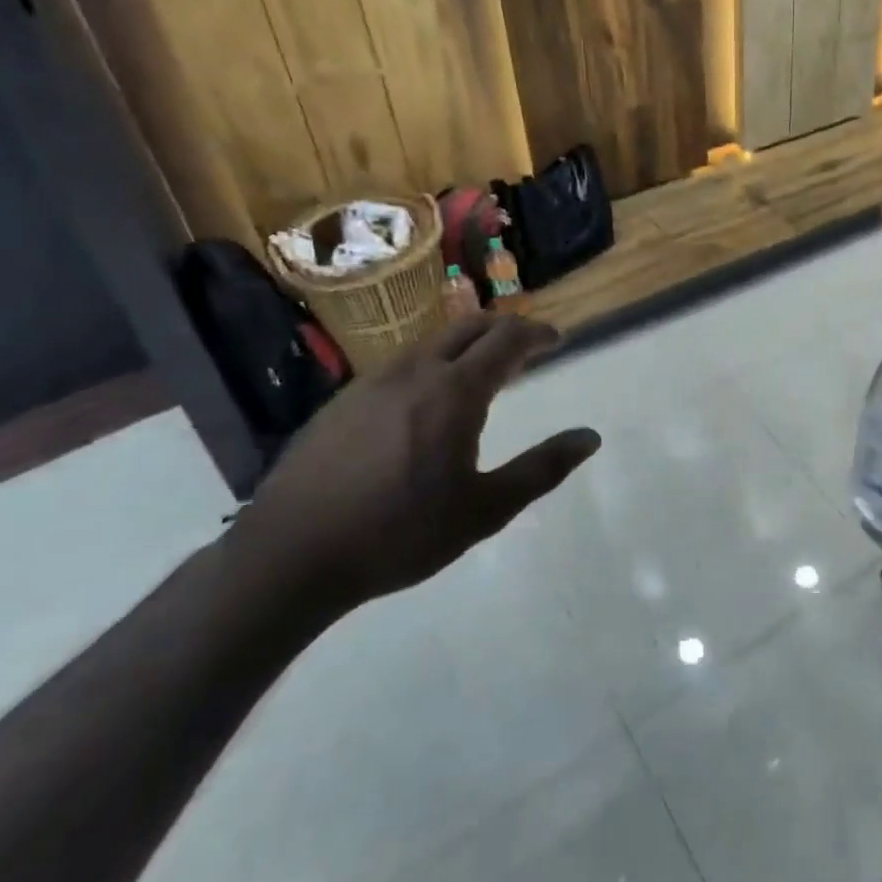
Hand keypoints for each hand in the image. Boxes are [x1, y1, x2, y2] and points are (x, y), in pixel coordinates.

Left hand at [226, 314, 599, 614]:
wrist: (290, 555)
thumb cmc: (400, 533)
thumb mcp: (484, 510)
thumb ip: (542, 469)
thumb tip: (590, 437)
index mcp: (454, 391)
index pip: (506, 339)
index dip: (536, 334)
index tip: (555, 340)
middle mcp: (415, 371)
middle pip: (468, 326)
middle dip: (503, 327)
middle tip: (525, 346)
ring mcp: (373, 382)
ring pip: (431, 342)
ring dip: (465, 343)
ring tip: (480, 370)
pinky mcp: (343, 400)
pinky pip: (400, 364)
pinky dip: (431, 363)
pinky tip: (425, 400)